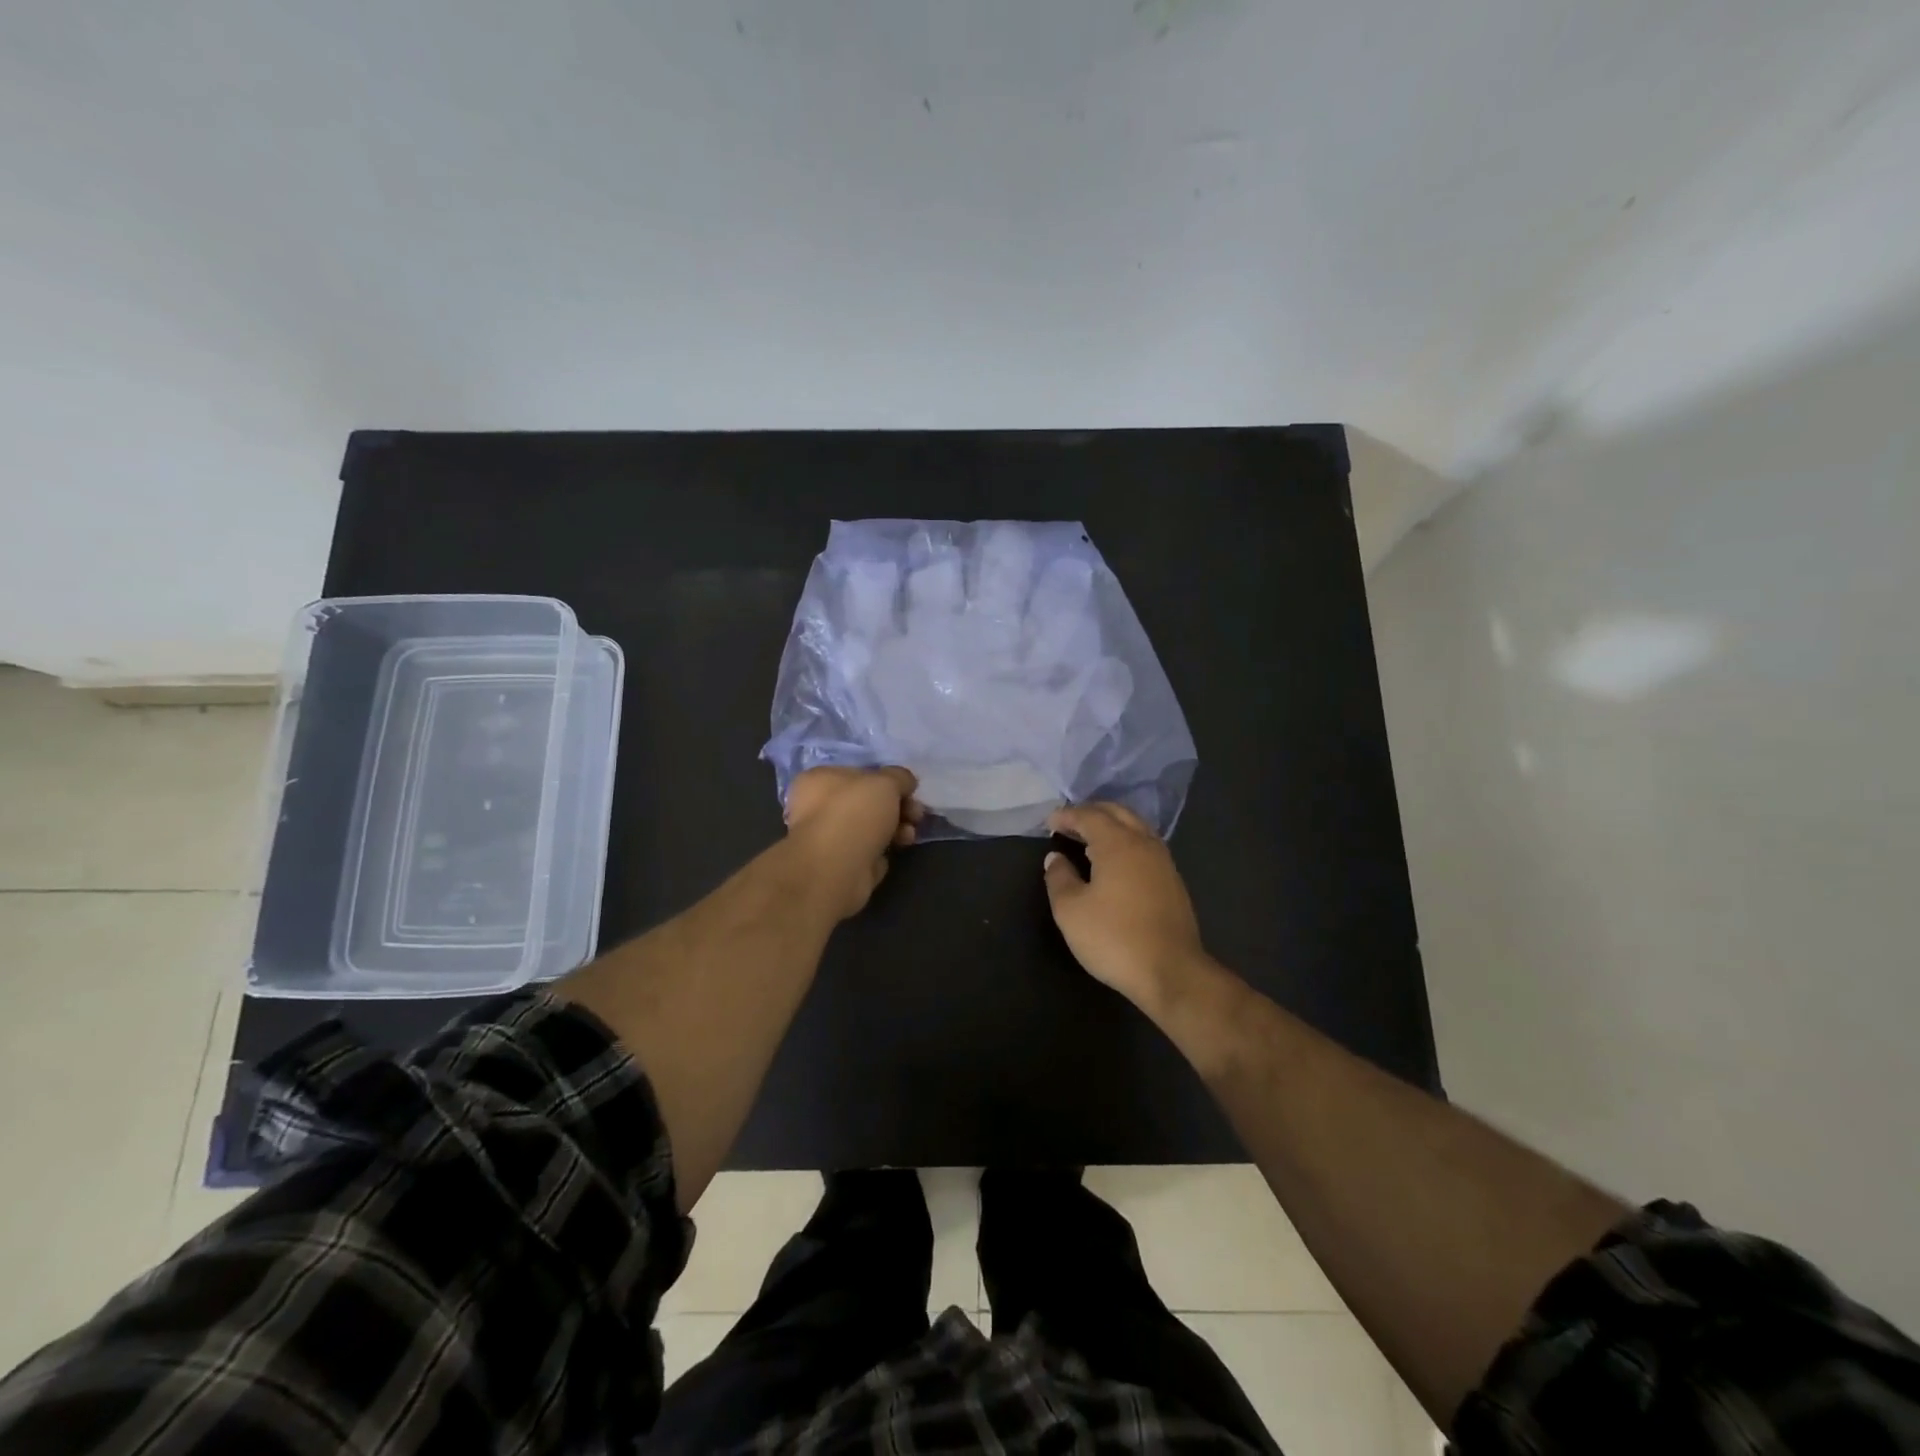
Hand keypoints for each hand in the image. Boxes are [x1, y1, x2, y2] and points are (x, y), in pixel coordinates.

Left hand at [783, 766, 923, 919]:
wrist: (836, 870)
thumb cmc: (854, 814)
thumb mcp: (885, 782)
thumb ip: (899, 777)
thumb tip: (906, 782)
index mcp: (818, 780)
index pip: (858, 774)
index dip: (887, 780)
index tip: (909, 790)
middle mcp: (816, 807)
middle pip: (866, 802)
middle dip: (897, 806)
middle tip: (916, 813)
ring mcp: (827, 838)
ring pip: (870, 827)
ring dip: (896, 827)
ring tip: (909, 835)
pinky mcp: (839, 865)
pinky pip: (869, 851)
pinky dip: (886, 849)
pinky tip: (899, 849)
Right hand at [1043, 802, 1208, 1010]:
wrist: (1171, 972)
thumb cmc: (1114, 938)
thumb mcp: (1071, 911)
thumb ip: (1059, 878)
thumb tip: (1055, 857)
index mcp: (1117, 843)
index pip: (1089, 816)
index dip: (1067, 816)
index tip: (1048, 823)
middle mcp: (1144, 843)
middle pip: (1117, 813)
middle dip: (1091, 813)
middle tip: (1069, 824)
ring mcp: (1163, 862)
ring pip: (1135, 827)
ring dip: (1111, 825)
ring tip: (1090, 839)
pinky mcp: (1173, 881)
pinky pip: (1146, 845)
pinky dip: (1126, 841)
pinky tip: (1116, 862)